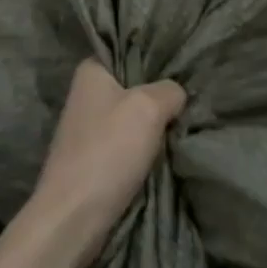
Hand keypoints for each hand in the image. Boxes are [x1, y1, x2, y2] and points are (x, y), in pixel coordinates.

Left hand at [24, 59, 185, 267]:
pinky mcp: (94, 158)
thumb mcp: (148, 107)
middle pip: (135, 85)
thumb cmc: (108, 151)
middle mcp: (86, 94)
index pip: (129, 50)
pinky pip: (128, 143)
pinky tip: (168, 150)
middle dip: (161, 94)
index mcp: (91, 71)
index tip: (186, 66)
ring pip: (134, 117)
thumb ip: (169, 91)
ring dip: (156, 125)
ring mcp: (89, 128)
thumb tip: (177, 94)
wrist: (73, 217)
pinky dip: (146, 148)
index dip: (158, 57)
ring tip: (186, 123)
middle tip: (193, 98)